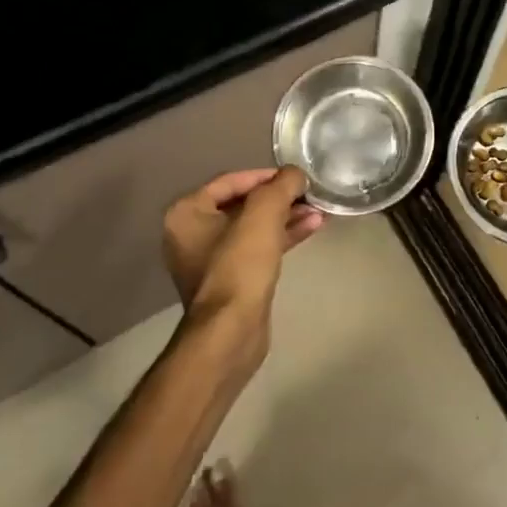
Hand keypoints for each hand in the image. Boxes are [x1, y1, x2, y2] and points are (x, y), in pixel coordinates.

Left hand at [162, 167, 322, 345]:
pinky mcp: (231, 280)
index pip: (231, 180)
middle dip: (280, 198)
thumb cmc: (240, 265)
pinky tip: (311, 228)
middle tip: (310, 193)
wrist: (231, 332)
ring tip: (319, 210)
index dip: (266, 175)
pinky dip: (282, 237)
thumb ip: (281, 185)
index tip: (296, 177)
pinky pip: (258, 248)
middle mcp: (192, 233)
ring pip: (254, 227)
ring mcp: (211, 260)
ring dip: (286, 217)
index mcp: (188, 213)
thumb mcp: (264, 214)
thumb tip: (295, 174)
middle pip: (243, 204)